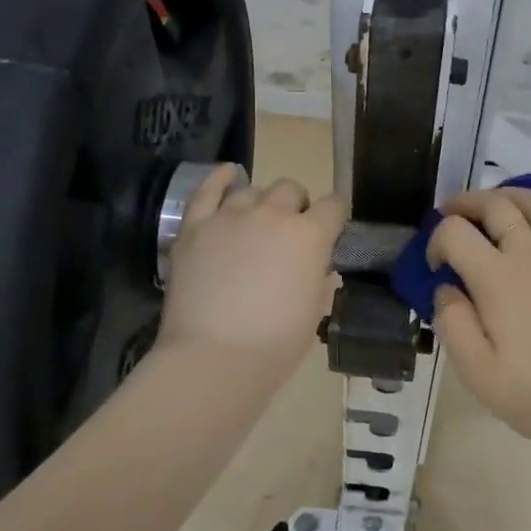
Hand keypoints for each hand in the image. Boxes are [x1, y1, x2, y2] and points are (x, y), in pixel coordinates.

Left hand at [157, 166, 346, 386]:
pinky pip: (207, 191)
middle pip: (291, 189)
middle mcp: (273, 214)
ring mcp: (231, 216)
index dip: (334, 216)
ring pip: (253, 190)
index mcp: (310, 235)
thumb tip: (318, 267)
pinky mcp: (196, 227)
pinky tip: (228, 174)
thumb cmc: (276, 344)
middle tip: (289, 232)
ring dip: (261, 202)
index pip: (333, 206)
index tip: (331, 229)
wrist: (214, 357)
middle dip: (296, 206)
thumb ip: (319, 279)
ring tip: (257, 221)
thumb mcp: (314, 311)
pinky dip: (220, 178)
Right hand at [427, 184, 530, 451]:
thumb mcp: (475, 371)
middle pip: (496, 206)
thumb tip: (446, 287)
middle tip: (452, 214)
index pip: (455, 233)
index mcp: (497, 279)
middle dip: (466, 203)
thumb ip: (452, 322)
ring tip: (496, 201)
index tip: (436, 265)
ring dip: (512, 193)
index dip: (436, 239)